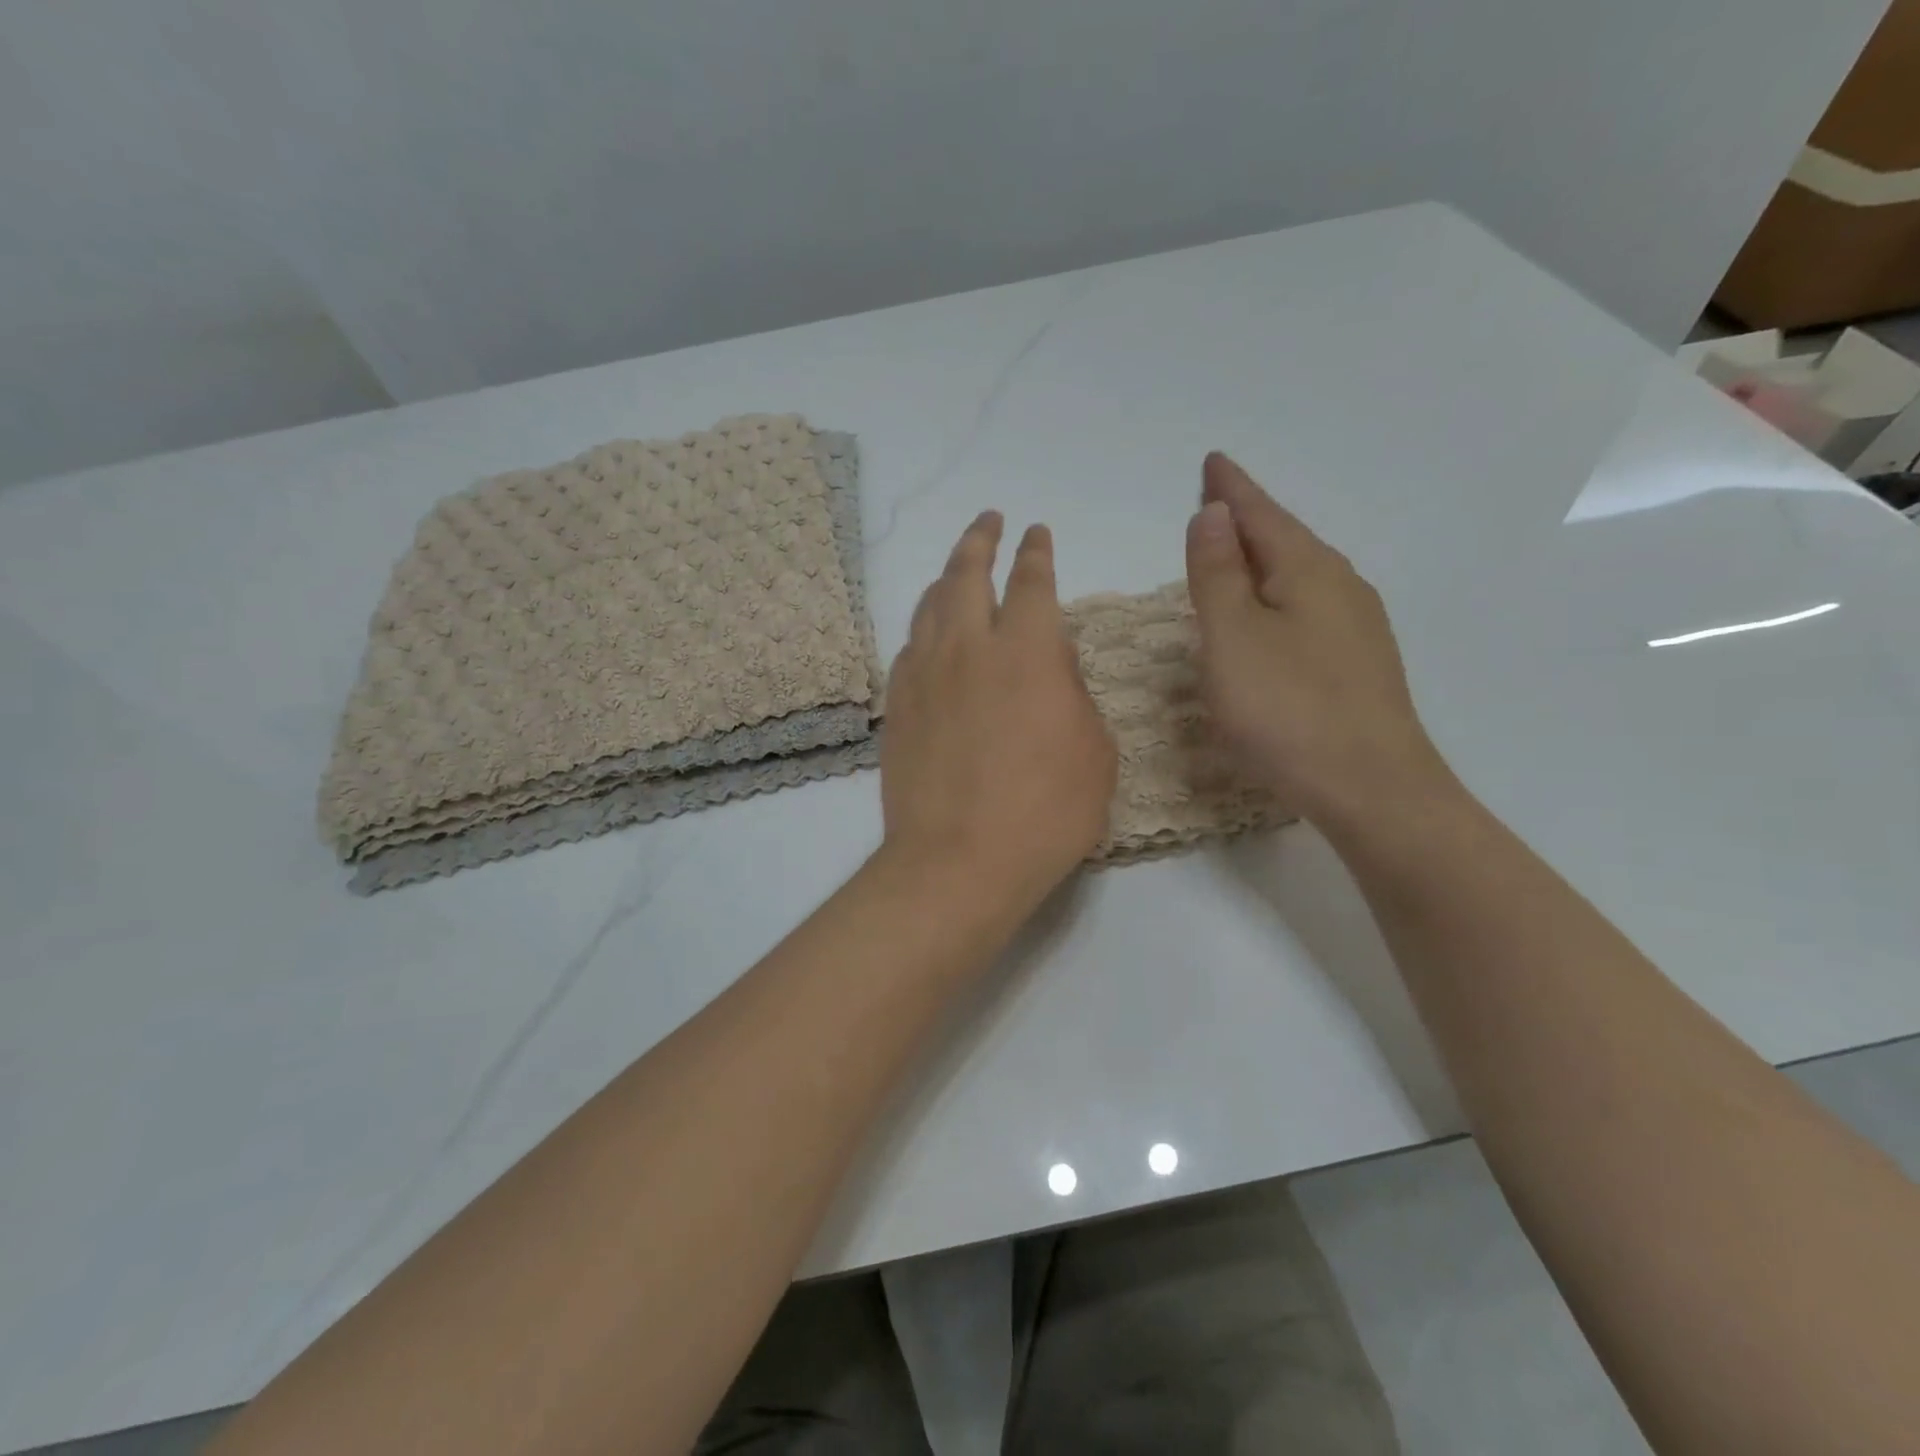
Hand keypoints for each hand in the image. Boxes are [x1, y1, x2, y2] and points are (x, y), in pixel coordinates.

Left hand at [880, 511, 1117, 916]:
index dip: (1035, 552)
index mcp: (1028, 651)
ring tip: (956, 567)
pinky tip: (928, 633)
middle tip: (988, 520)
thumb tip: (1052, 664)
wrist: (958, 861)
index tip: (1035, 532)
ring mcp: (924, 675)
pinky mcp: (898, 706)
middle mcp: (970, 647)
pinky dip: (923, 627)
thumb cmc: (1046, 812)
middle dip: (981, 540)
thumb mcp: (1093, 750)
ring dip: (946, 576)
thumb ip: (1074, 694)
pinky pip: (908, 647)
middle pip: (968, 574)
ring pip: (930, 605)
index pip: (1032, 581)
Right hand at [1185, 453, 1451, 827]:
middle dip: (1248, 519)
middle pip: (1286, 539)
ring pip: (1300, 575)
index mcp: (1309, 570)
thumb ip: (1217, 573)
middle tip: (1215, 502)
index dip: (1231, 490)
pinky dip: (1278, 595)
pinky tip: (1271, 616)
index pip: (1260, 515)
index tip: (1213, 462)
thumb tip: (1213, 513)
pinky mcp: (1359, 664)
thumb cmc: (1288, 709)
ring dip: (1264, 558)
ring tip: (1236, 553)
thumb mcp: (1232, 637)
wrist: (1373, 788)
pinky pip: (1309, 608)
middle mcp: (1341, 587)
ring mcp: (1357, 627)